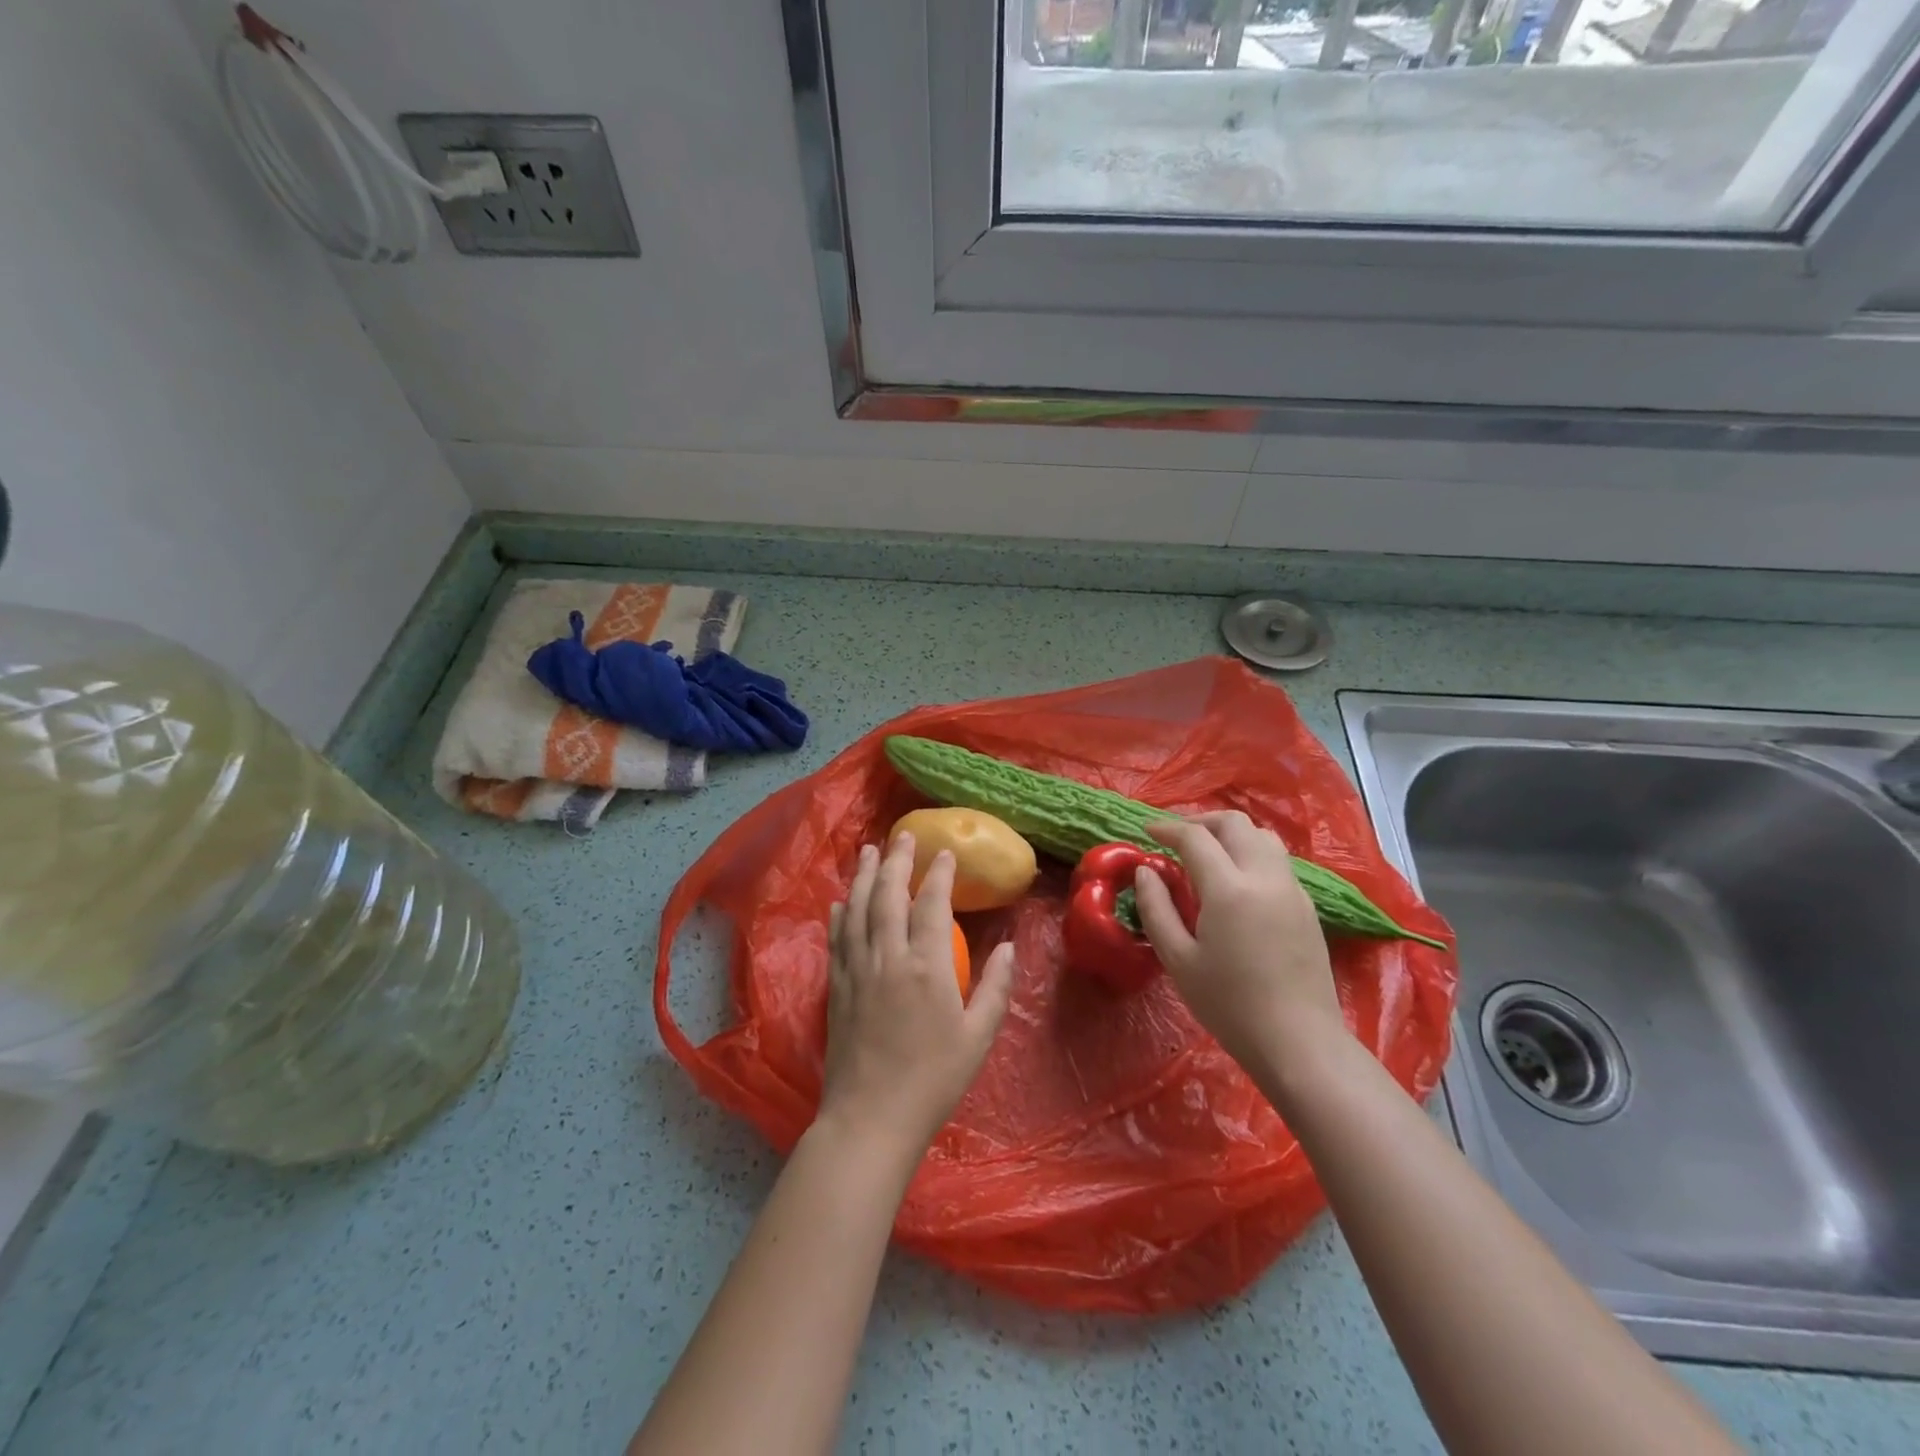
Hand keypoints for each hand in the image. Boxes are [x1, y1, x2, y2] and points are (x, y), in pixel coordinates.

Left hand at [818, 834, 1015, 1159]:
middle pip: (888, 894)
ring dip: (863, 875)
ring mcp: (857, 969)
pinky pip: (837, 937)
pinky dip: (840, 912)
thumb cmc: (933, 1080)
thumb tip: (1011, 948)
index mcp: (927, 966)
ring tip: (868, 850)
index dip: (938, 873)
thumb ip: (996, 988)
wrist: (871, 1118)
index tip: (943, 851)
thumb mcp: (978, 1037)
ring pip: (857, 908)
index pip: (931, 903)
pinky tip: (841, 899)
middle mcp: (888, 956)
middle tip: (901, 835)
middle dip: (895, 860)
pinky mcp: (836, 986)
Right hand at [1133, 811, 1344, 1070]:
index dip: (1167, 828)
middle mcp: (1265, 877)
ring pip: (1261, 836)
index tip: (1147, 830)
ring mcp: (1292, 889)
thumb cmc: (1229, 1005)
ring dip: (1230, 834)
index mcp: (1229, 889)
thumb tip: (1146, 871)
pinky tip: (1234, 881)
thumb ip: (1156, 908)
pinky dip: (1250, 852)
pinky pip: (1276, 860)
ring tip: (1206, 854)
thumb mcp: (1178, 960)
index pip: (1195, 837)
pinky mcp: (1306, 906)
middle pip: (1234, 824)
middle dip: (1200, 822)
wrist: (1299, 1043)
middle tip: (1175, 838)